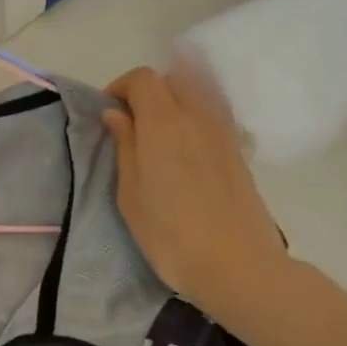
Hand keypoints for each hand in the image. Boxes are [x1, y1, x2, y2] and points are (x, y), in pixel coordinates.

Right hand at [103, 65, 291, 329]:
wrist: (237, 266)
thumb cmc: (170, 235)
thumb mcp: (130, 194)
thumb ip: (124, 146)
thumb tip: (116, 114)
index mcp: (164, 123)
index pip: (143, 78)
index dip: (120, 88)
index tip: (108, 115)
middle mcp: (197, 116)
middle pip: (171, 79)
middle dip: (146, 92)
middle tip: (130, 125)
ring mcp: (223, 132)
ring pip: (195, 94)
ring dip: (172, 103)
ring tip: (156, 138)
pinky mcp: (238, 150)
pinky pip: (212, 114)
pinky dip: (193, 117)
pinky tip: (183, 150)